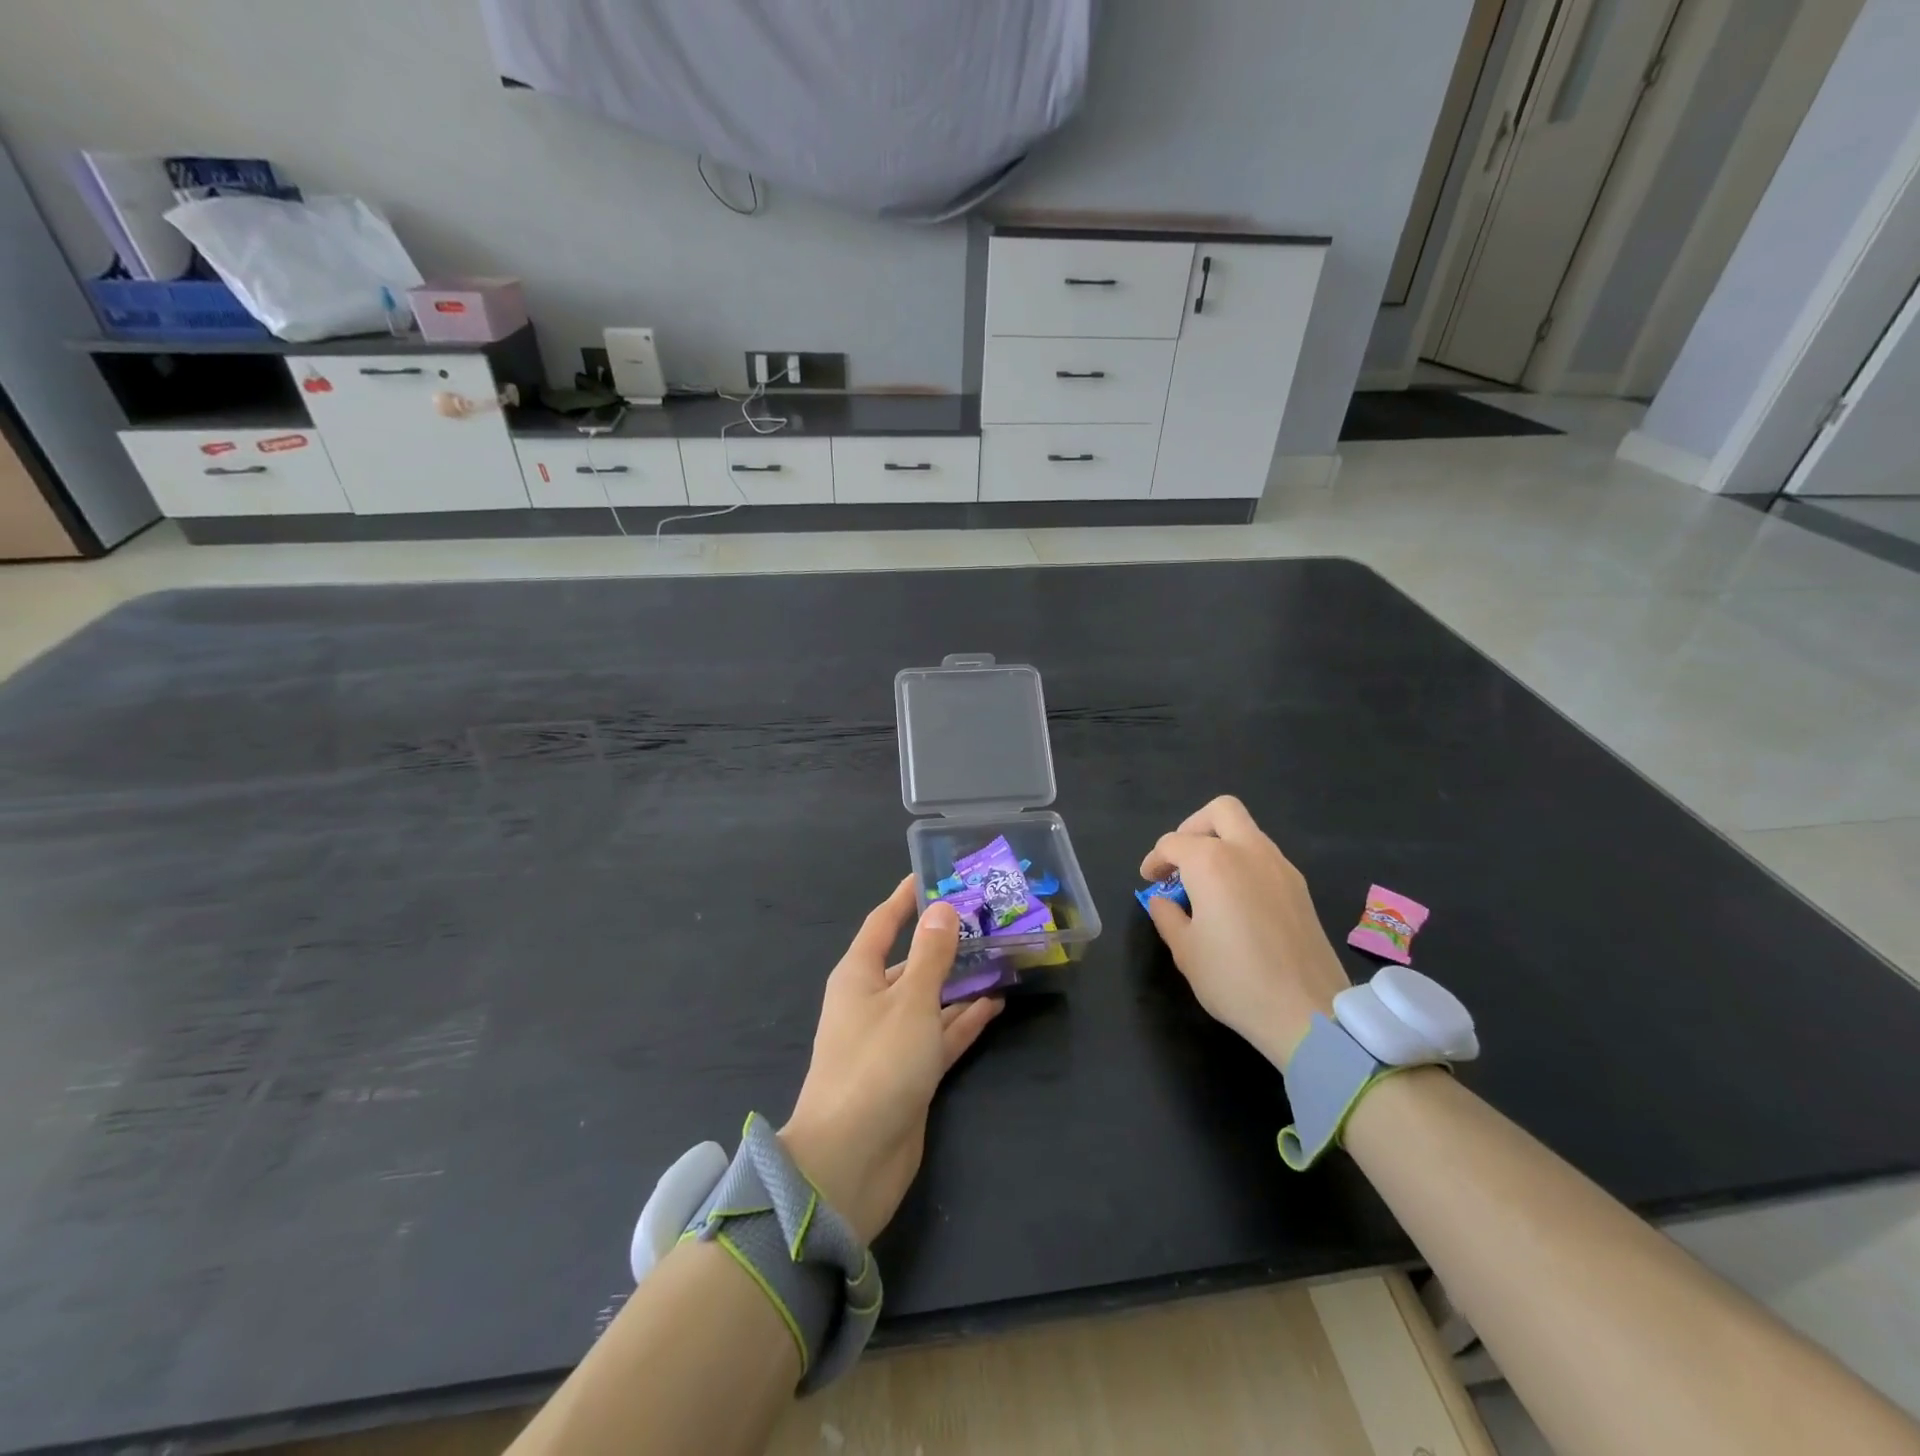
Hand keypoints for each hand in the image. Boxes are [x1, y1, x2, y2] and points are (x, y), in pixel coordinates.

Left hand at [780, 878, 1003, 1243]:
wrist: (851, 1161)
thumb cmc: (877, 1065)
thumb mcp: (910, 1001)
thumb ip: (931, 954)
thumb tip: (943, 908)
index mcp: (859, 976)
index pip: (883, 923)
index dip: (906, 898)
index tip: (935, 874)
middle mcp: (873, 1001)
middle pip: (912, 960)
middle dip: (945, 941)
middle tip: (987, 918)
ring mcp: (892, 1039)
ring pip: (931, 997)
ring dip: (961, 980)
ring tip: (1001, 955)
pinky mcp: (911, 1072)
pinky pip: (941, 1034)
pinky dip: (965, 1019)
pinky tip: (996, 1002)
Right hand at [1140, 795, 1350, 1069]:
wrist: (1307, 1012)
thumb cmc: (1235, 979)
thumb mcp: (1185, 951)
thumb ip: (1167, 915)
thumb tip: (1164, 901)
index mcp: (1212, 862)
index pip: (1173, 843)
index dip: (1155, 860)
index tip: (1148, 881)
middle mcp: (1248, 851)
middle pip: (1220, 811)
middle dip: (1193, 827)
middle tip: (1181, 860)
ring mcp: (1281, 866)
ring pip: (1247, 831)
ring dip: (1222, 844)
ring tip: (1206, 883)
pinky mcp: (1300, 887)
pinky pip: (1265, 856)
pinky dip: (1244, 863)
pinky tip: (1236, 900)